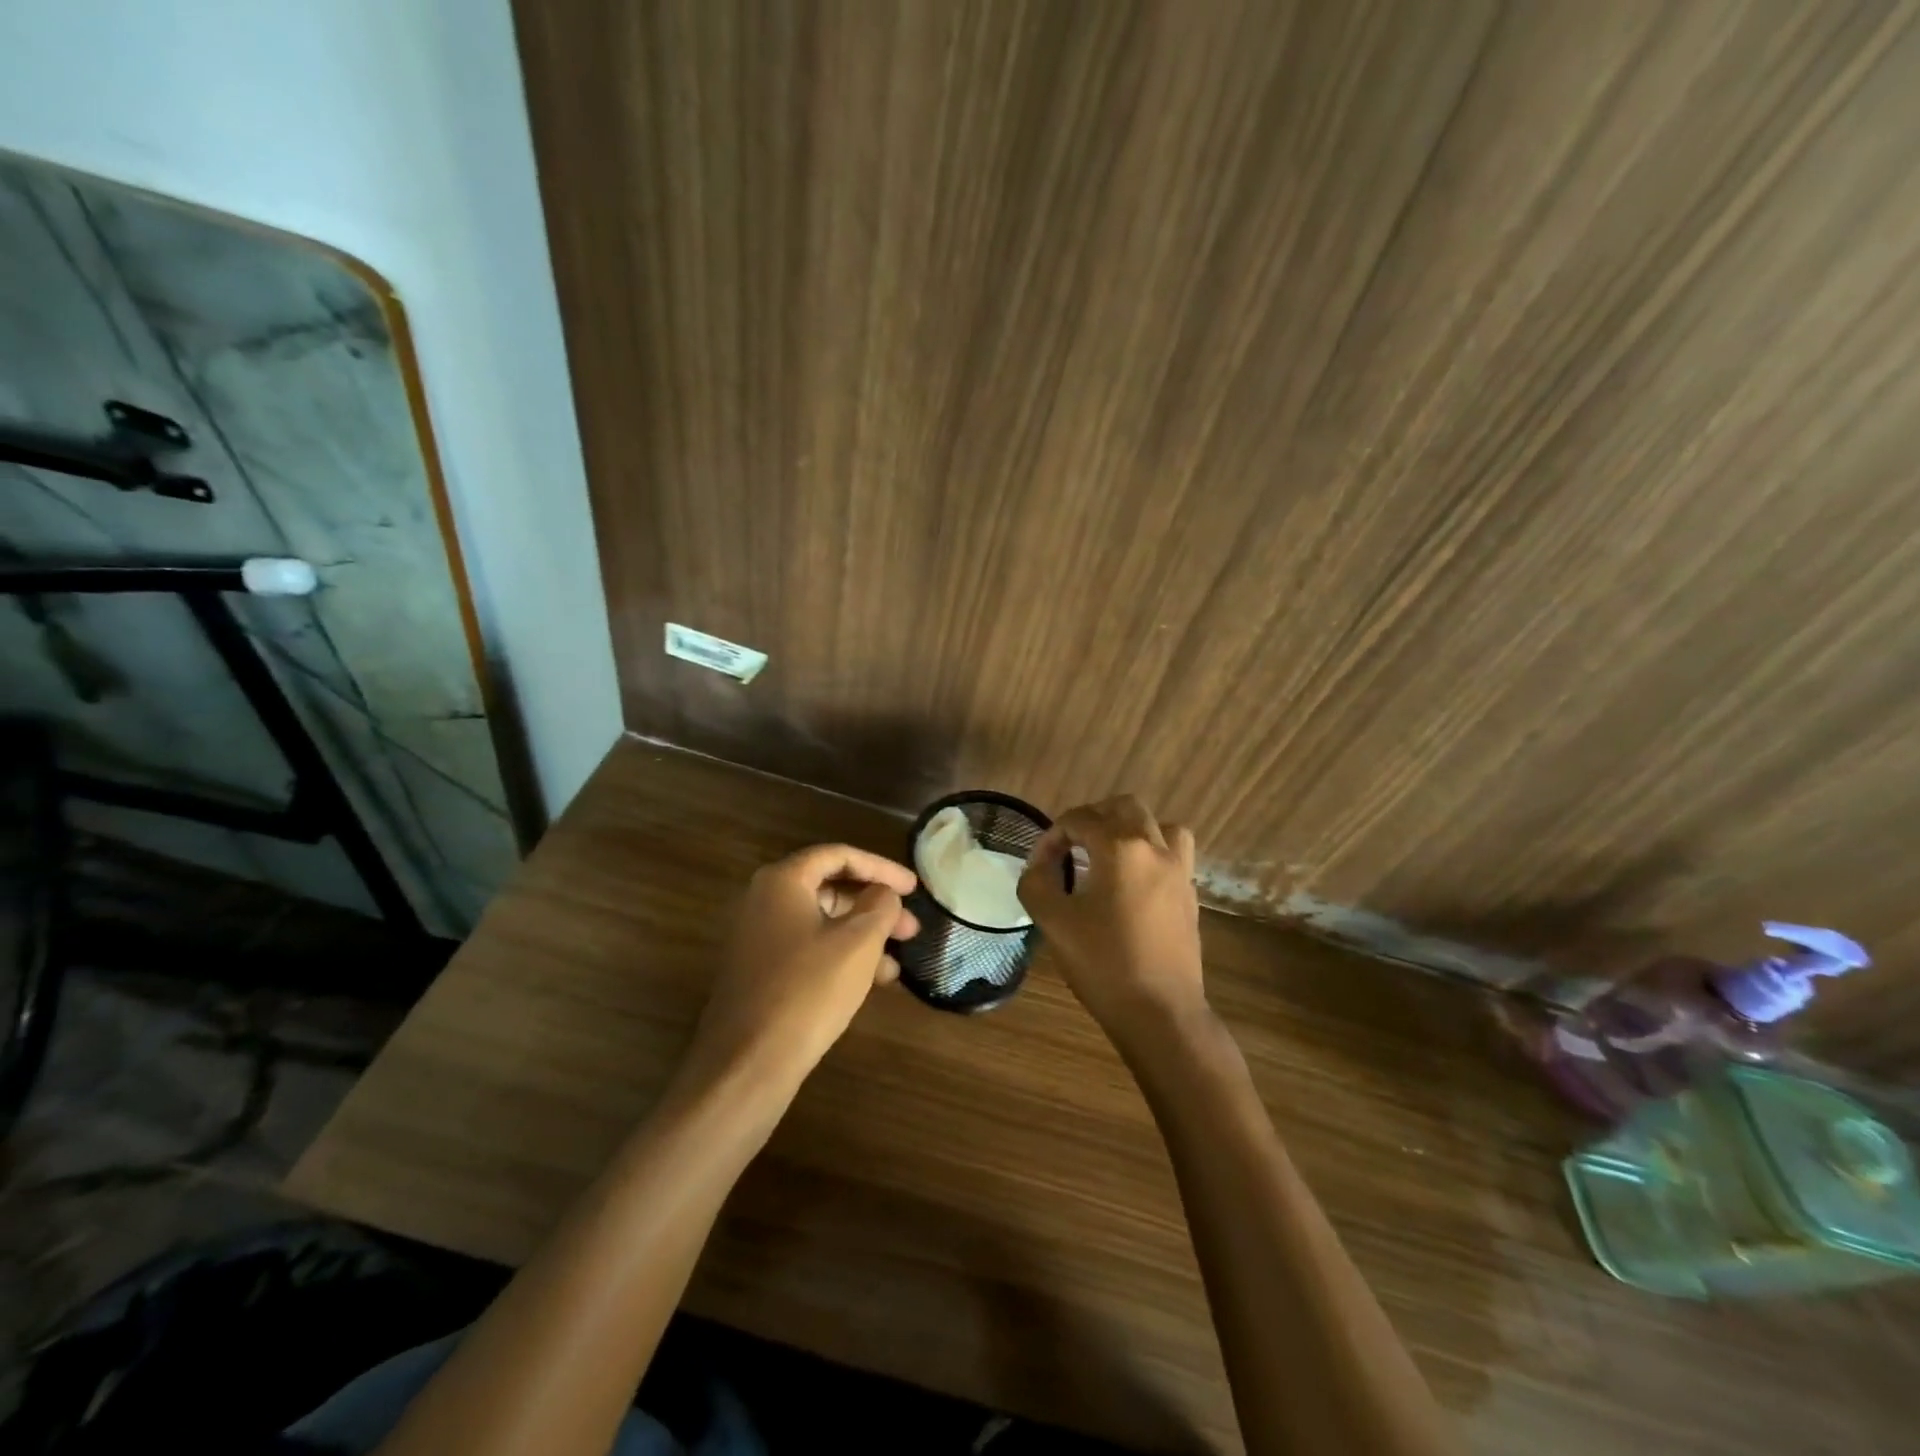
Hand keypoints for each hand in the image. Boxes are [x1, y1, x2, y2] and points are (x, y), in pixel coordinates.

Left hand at [686, 845, 919, 1090]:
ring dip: (863, 936)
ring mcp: (758, 939)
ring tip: (898, 962)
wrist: (747, 1065)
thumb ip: (880, 906)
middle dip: (875, 906)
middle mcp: (764, 901)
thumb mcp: (858, 942)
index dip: (882, 867)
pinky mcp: (760, 973)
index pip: (839, 855)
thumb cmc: (808, 990)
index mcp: (782, 881)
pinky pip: (809, 950)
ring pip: (823, 923)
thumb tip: (885, 893)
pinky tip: (872, 983)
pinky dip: (842, 957)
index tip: (914, 888)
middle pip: (830, 888)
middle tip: (911, 928)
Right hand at [1018, 796, 1207, 1048]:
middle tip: (1070, 845)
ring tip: (1108, 854)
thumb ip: (1037, 883)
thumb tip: (1039, 867)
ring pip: (1161, 826)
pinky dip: (1151, 854)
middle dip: (1093, 818)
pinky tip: (1131, 884)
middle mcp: (1155, 849)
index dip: (1052, 836)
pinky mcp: (1190, 896)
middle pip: (1125, 807)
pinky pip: (1173, 855)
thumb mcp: (1054, 922)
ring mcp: (1179, 872)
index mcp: (1121, 848)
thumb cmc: (1104, 964)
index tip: (1038, 864)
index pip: (1080, 820)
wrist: (1161, 1013)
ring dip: (1132, 829)